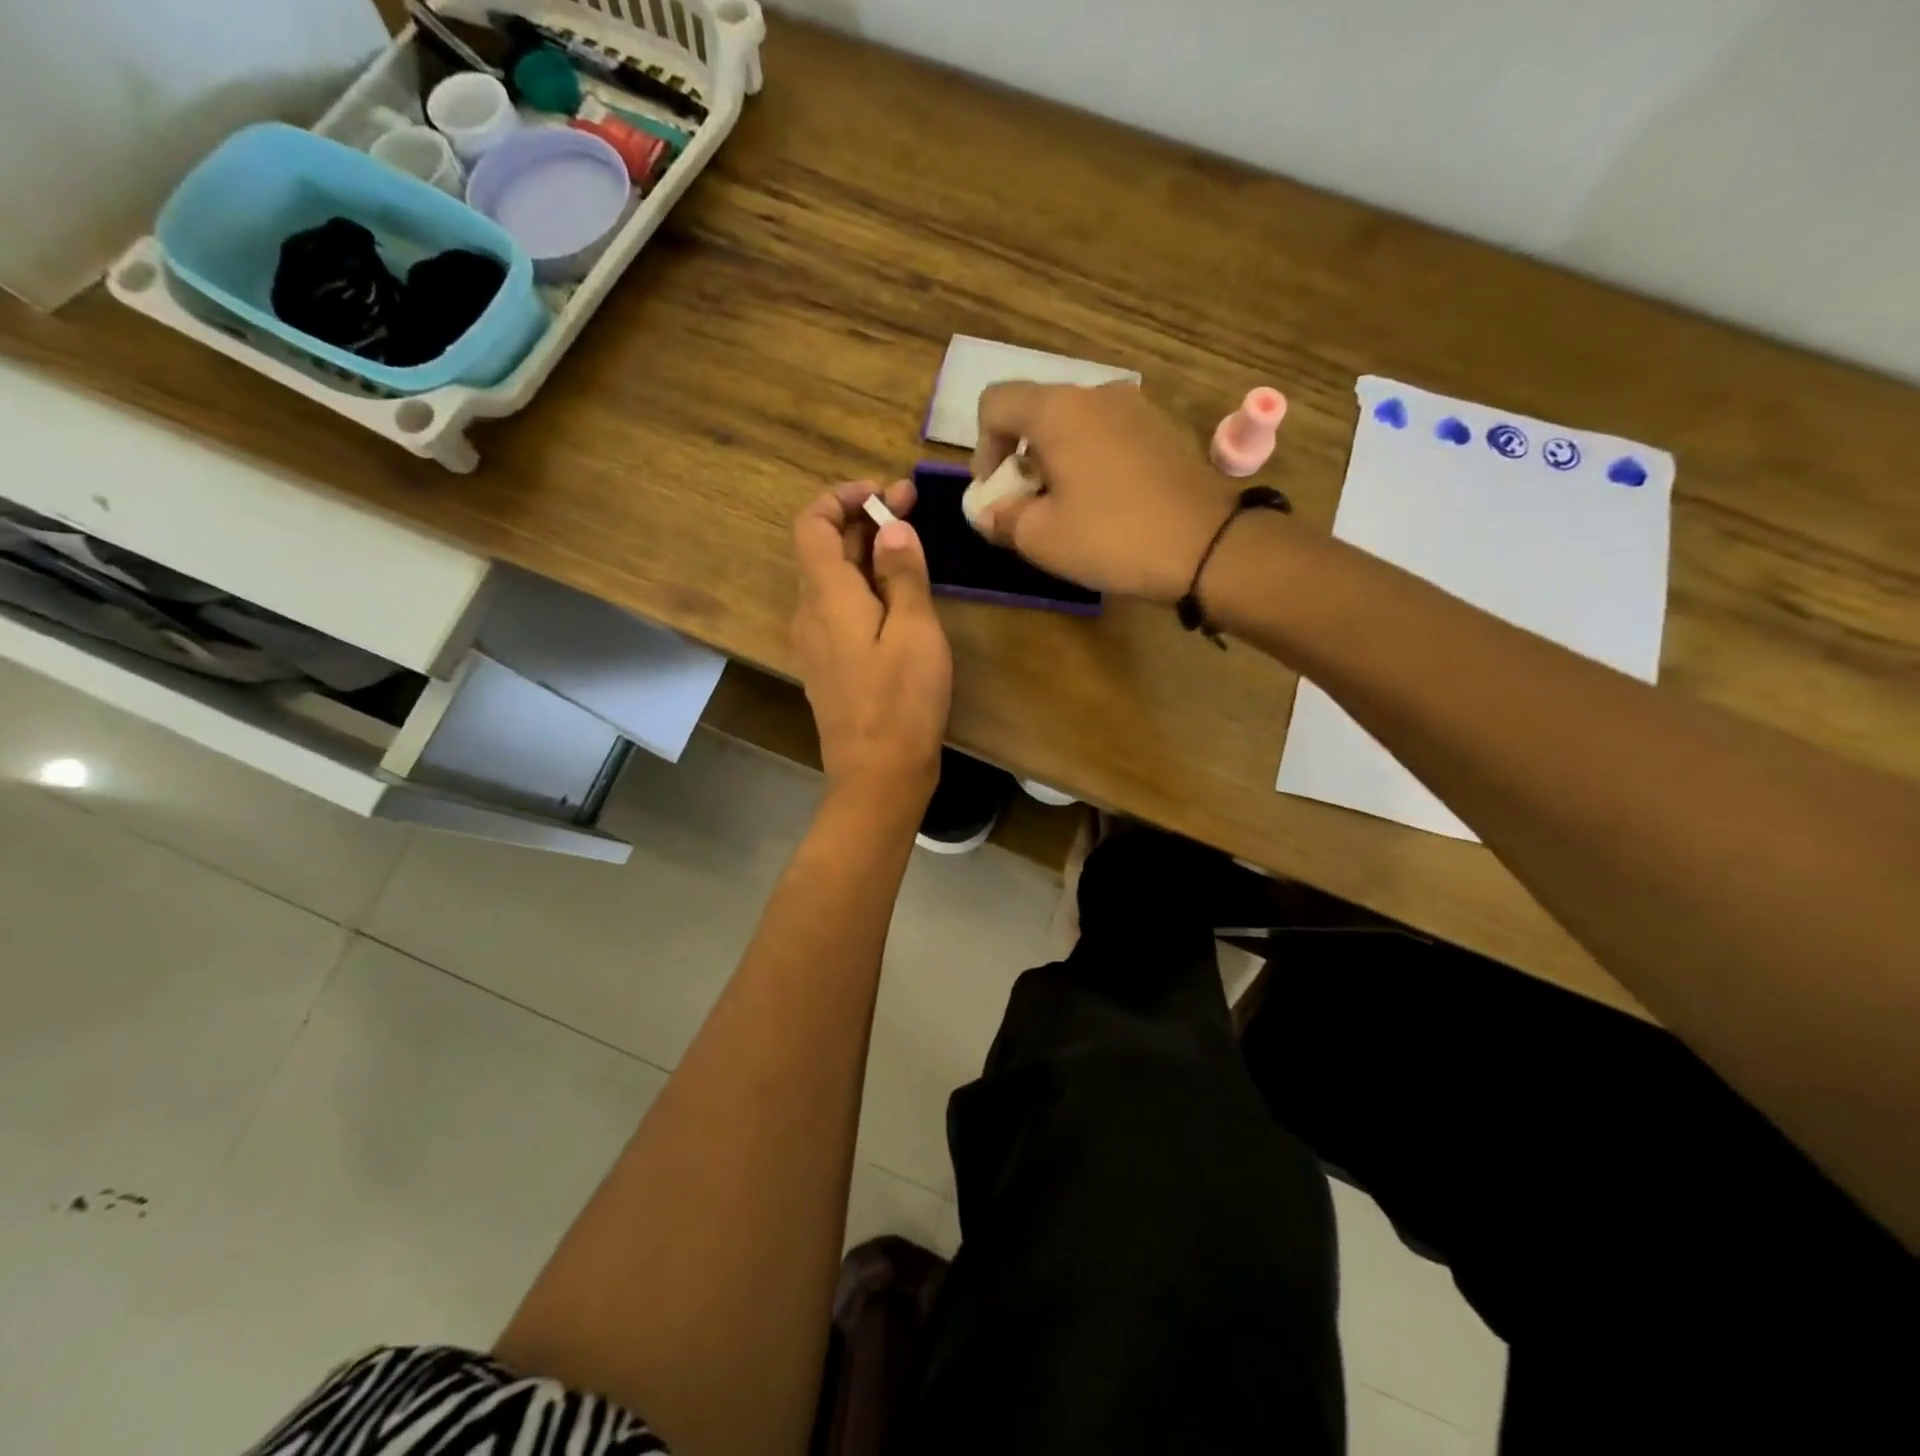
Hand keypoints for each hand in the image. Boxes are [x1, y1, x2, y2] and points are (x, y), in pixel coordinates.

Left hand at [791, 480, 952, 802]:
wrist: (878, 774)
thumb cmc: (901, 701)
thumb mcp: (914, 630)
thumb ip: (901, 574)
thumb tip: (891, 529)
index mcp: (826, 596)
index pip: (811, 523)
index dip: (841, 497)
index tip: (884, 493)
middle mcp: (810, 613)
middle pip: (824, 549)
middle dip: (864, 520)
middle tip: (911, 506)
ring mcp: (816, 642)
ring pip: (834, 580)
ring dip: (866, 553)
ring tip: (911, 545)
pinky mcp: (830, 665)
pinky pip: (840, 610)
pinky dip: (865, 587)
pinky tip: (899, 595)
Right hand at [971, 382, 1250, 603]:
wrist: (1209, 545)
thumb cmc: (1112, 537)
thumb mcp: (1040, 538)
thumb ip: (1001, 517)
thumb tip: (988, 511)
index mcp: (1058, 409)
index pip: (995, 403)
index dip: (982, 449)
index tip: (996, 493)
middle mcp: (1097, 393)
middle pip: (1037, 413)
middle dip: (1020, 459)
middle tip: (1028, 508)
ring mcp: (1136, 408)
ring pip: (1075, 426)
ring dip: (1057, 462)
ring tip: (1067, 511)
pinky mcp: (1163, 430)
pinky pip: (1109, 437)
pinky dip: (1091, 463)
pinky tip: (1105, 506)